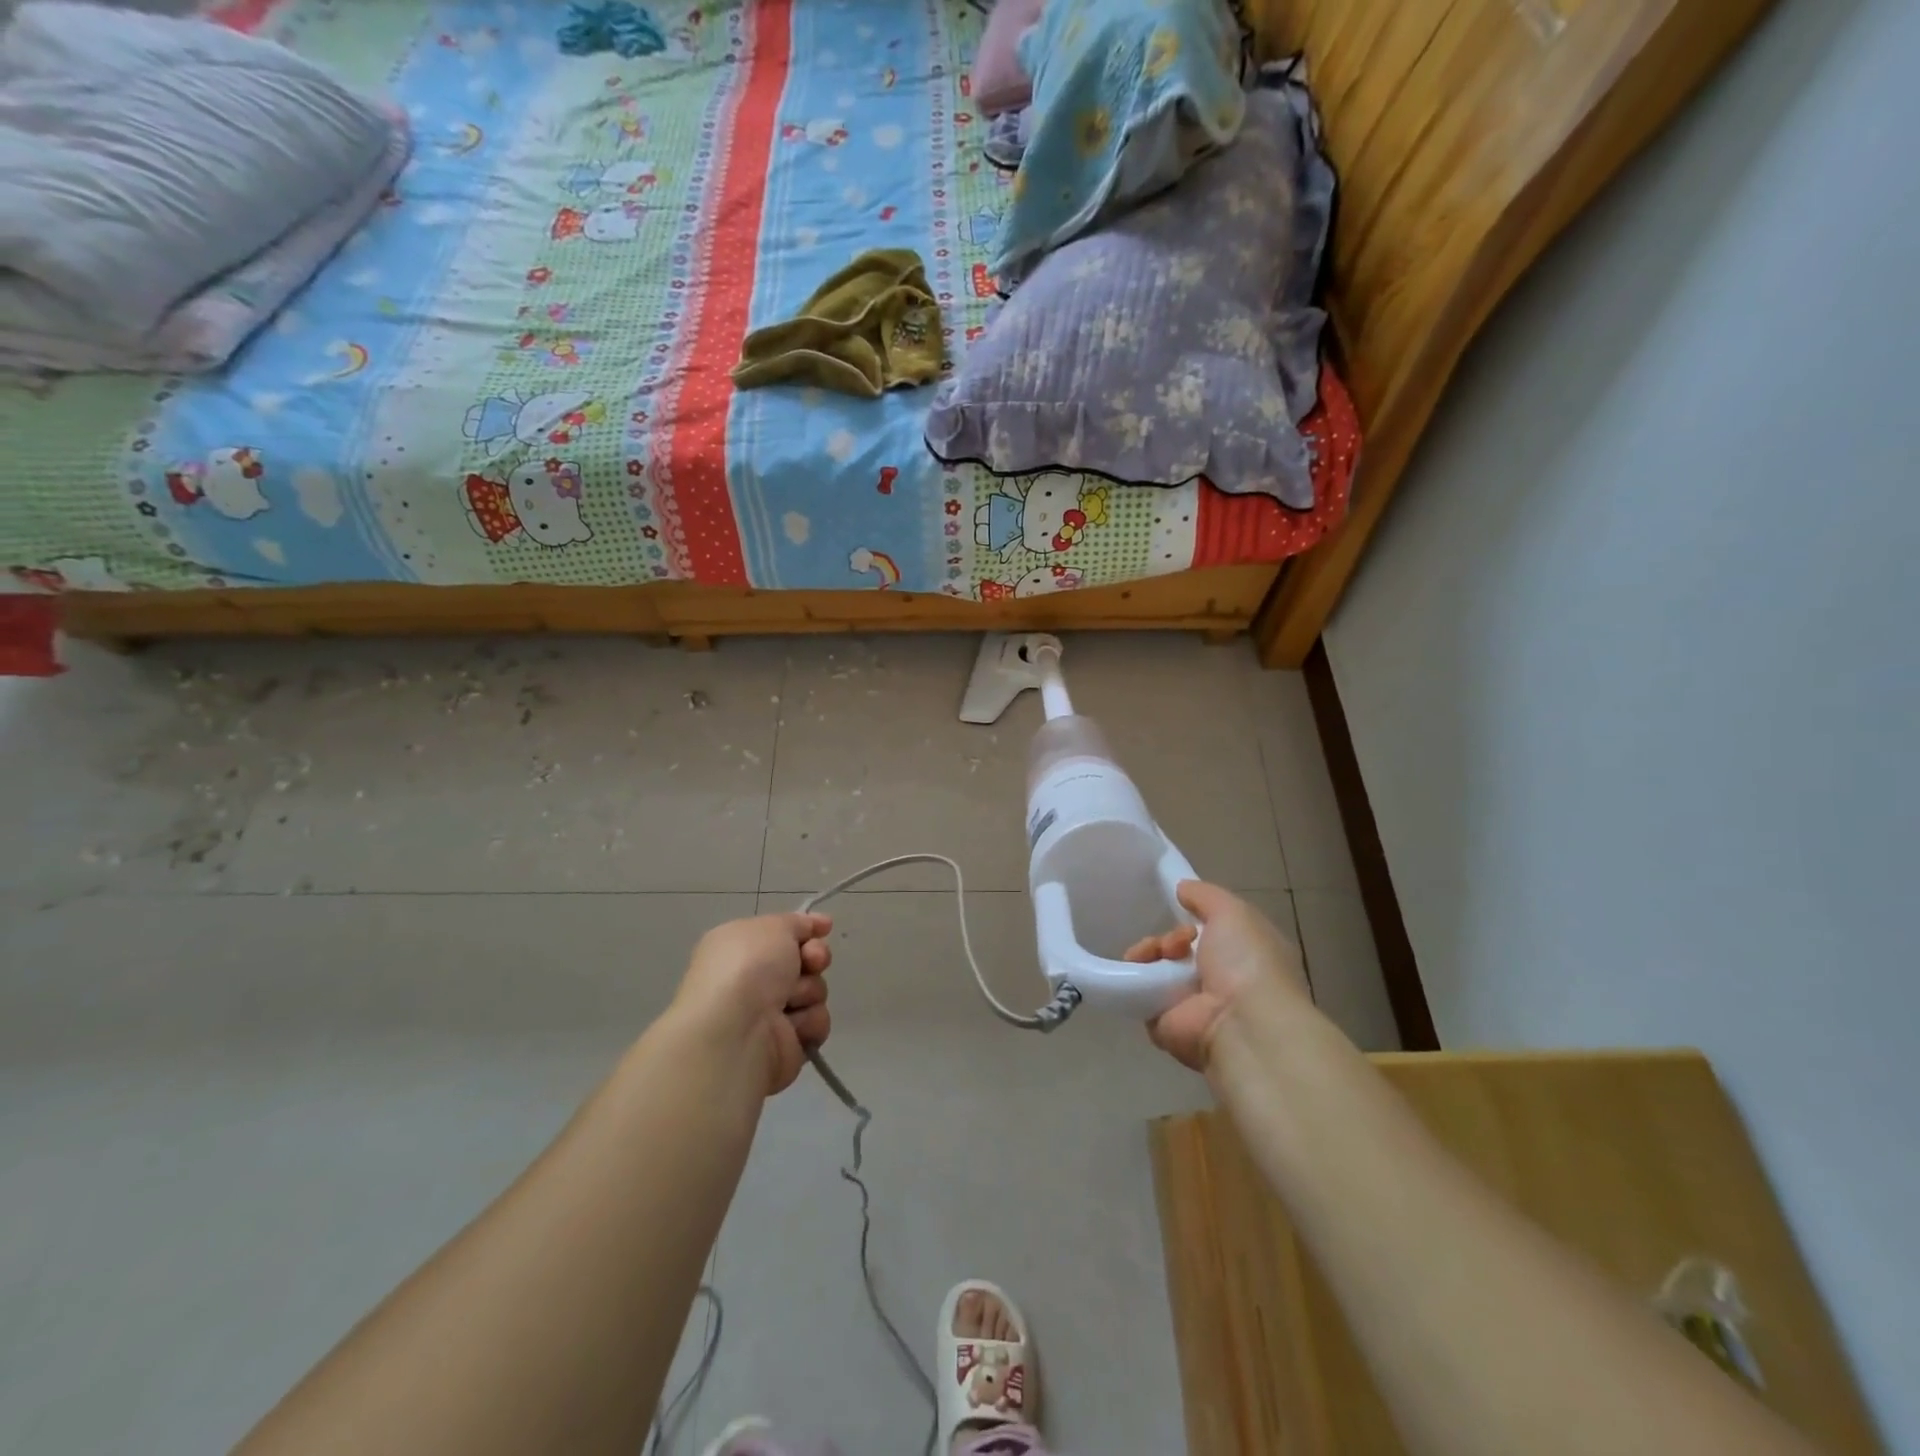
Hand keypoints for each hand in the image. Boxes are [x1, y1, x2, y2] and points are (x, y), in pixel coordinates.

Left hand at [672, 912, 833, 1095]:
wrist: (737, 1031)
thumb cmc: (749, 967)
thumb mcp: (773, 926)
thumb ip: (798, 922)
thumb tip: (818, 923)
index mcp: (740, 948)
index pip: (782, 935)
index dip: (806, 931)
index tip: (824, 928)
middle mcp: (752, 980)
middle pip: (804, 962)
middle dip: (815, 959)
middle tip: (811, 962)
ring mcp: (768, 1015)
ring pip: (813, 992)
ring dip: (809, 992)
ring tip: (790, 1001)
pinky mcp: (785, 1045)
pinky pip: (815, 1024)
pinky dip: (810, 1023)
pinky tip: (792, 1026)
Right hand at [1125, 881, 1310, 1071]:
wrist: (1241, 1024)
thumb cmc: (1246, 962)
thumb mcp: (1233, 912)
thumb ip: (1206, 895)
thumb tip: (1182, 888)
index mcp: (1244, 956)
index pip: (1211, 932)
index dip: (1194, 918)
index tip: (1182, 910)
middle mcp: (1220, 981)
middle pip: (1179, 949)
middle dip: (1168, 937)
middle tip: (1171, 943)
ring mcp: (1192, 1005)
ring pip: (1157, 968)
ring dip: (1149, 953)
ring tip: (1151, 955)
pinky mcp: (1165, 1023)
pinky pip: (1140, 994)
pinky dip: (1134, 980)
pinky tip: (1139, 972)